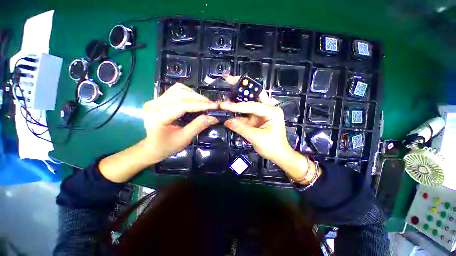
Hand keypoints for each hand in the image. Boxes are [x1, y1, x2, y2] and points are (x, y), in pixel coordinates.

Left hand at [142, 83, 218, 163]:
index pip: (182, 105)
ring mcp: (155, 100)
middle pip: (181, 94)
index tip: (215, 106)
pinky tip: (195, 100)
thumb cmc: (167, 146)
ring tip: (205, 103)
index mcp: (158, 117)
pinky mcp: (159, 99)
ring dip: (194, 95)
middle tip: (212, 105)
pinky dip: (188, 93)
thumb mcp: (184, 139)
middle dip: (199, 98)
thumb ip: (198, 126)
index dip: (200, 104)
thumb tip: (213, 117)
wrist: (152, 147)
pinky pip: (176, 91)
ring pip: (179, 89)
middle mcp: (154, 104)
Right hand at [221, 76, 317, 183]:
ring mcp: (262, 112)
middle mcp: (268, 108)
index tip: (223, 105)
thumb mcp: (256, 138)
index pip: (251, 105)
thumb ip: (241, 128)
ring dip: (238, 98)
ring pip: (249, 101)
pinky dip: (238, 111)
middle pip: (253, 94)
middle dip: (241, 86)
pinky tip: (230, 108)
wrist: (279, 155)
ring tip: (227, 89)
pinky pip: (246, 112)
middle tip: (229, 79)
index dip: (236, 106)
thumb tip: (226, 121)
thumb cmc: (272, 147)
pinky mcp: (257, 117)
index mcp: (272, 111)